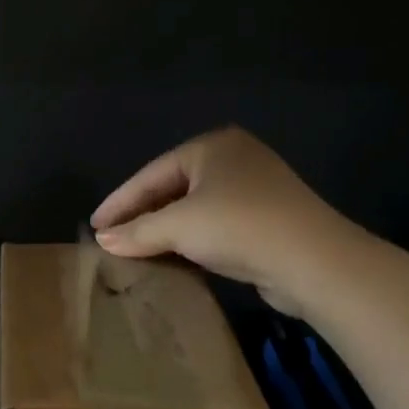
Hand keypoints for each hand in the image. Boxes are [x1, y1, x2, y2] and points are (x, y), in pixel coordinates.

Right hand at [90, 127, 359, 315]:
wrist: (315, 262)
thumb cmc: (239, 227)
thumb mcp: (178, 227)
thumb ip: (136, 231)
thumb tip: (102, 239)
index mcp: (211, 146)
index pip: (151, 174)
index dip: (119, 201)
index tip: (94, 225)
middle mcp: (233, 159)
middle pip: (171, 188)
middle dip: (141, 215)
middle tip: (111, 238)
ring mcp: (254, 189)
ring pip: (193, 208)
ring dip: (164, 230)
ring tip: (134, 249)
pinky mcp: (266, 219)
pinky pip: (214, 225)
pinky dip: (190, 239)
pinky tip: (171, 257)